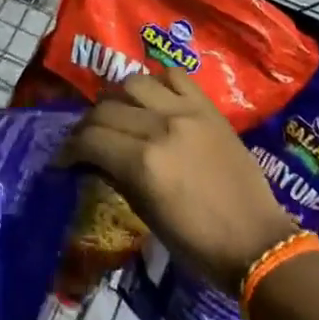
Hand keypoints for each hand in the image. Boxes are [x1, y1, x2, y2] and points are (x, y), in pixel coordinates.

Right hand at [61, 70, 293, 293]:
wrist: (255, 240)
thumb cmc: (198, 243)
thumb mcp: (147, 216)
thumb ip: (118, 178)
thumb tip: (93, 159)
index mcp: (144, 163)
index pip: (91, 138)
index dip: (69, 148)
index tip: (63, 159)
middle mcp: (161, 127)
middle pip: (107, 109)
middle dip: (87, 125)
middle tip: (85, 140)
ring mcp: (187, 112)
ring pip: (135, 82)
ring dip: (117, 98)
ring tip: (117, 114)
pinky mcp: (208, 107)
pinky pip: (174, 76)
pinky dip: (156, 83)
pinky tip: (152, 99)